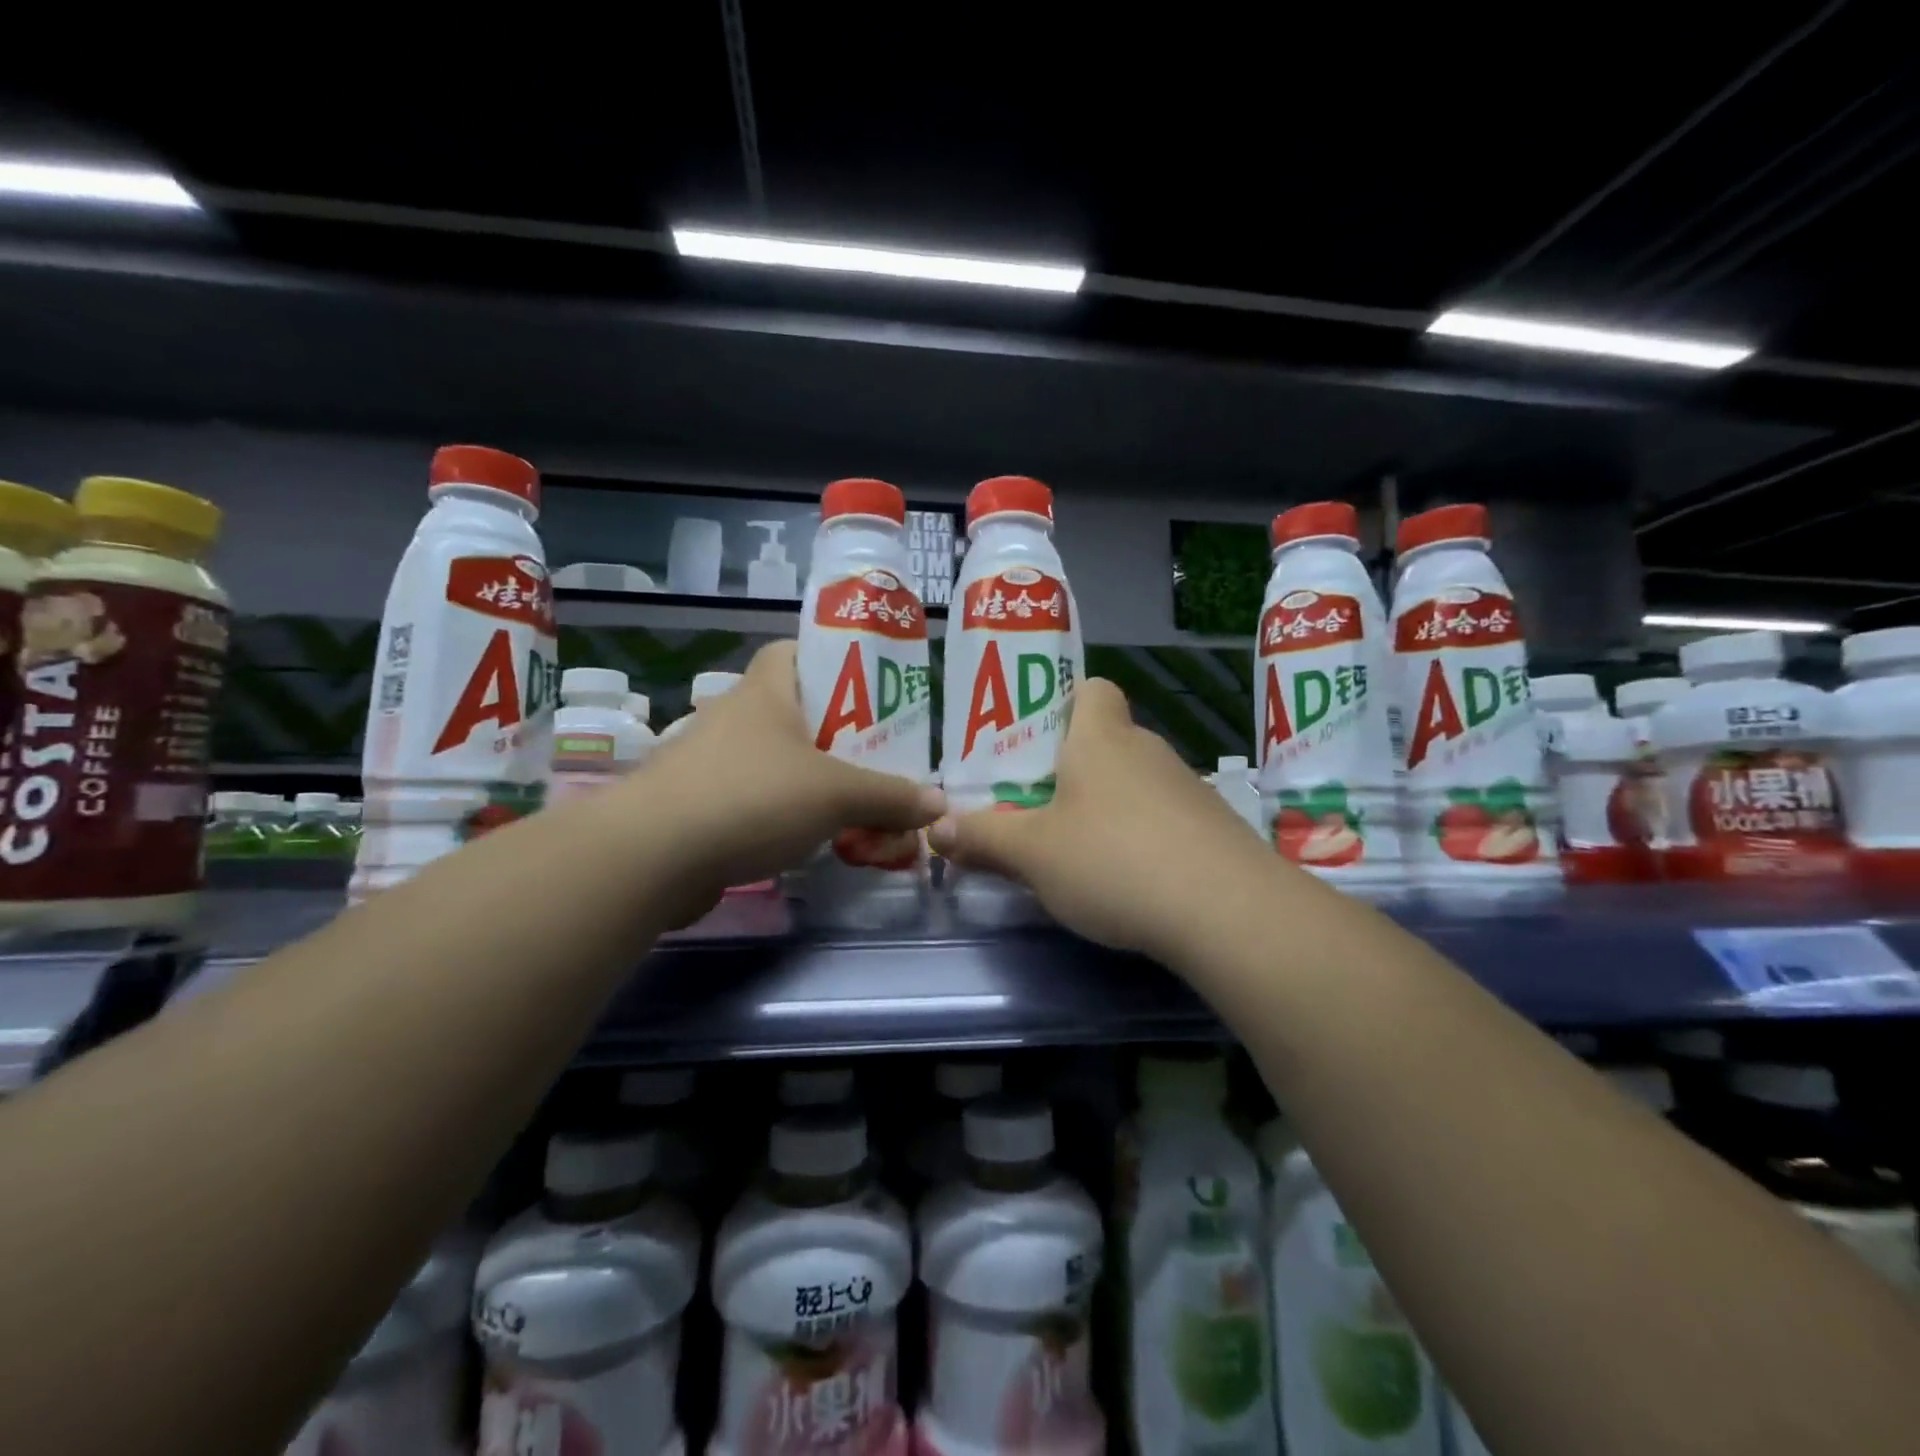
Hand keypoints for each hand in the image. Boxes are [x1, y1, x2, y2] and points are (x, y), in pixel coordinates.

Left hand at [637, 642, 944, 912]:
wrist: (652, 857)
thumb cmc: (752, 797)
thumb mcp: (836, 794)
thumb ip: (891, 797)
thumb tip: (939, 804)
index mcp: (764, 692)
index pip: (792, 651)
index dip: (829, 660)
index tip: (866, 690)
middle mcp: (734, 718)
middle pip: (792, 711)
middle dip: (835, 733)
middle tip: (877, 757)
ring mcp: (710, 764)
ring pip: (774, 760)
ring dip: (811, 779)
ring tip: (853, 803)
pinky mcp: (698, 807)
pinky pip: (754, 800)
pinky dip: (783, 814)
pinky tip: (810, 840)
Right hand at [927, 678, 1275, 966]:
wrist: (1227, 910)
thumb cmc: (1113, 860)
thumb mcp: (1033, 854)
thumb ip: (982, 839)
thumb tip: (934, 830)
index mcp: (1101, 739)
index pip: (1093, 689)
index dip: (1066, 702)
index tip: (1039, 740)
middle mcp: (1148, 751)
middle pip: (1108, 741)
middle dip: (1075, 768)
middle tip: (1039, 806)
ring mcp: (1188, 790)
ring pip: (1137, 784)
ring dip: (1109, 808)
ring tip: (1080, 851)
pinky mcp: (1215, 830)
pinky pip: (1166, 820)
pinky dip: (1145, 839)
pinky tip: (1132, 882)